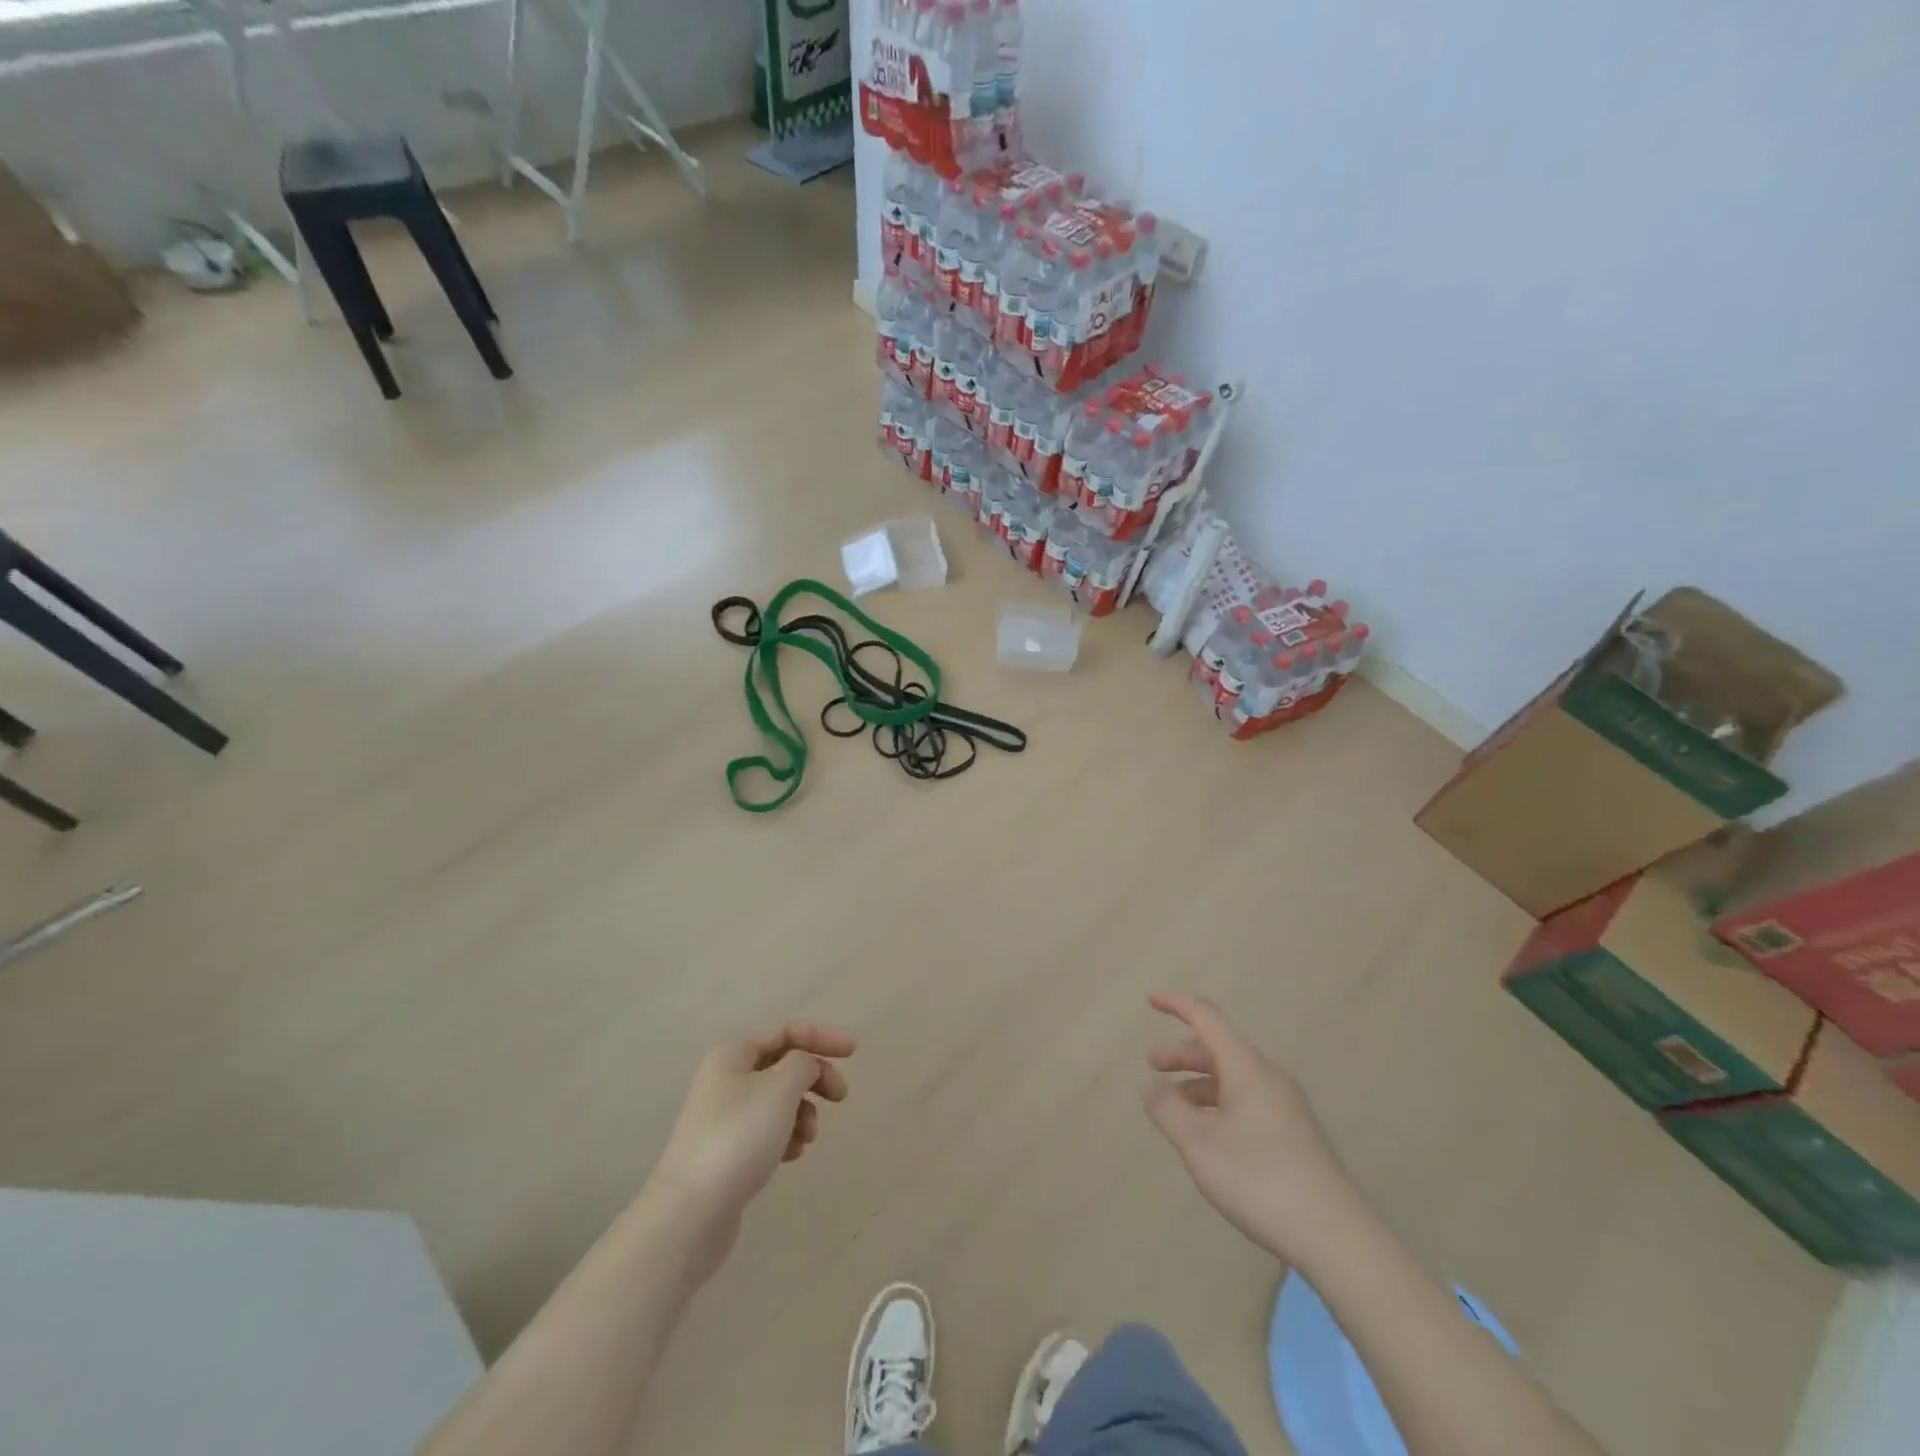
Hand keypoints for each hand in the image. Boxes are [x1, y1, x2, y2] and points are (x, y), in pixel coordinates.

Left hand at [649, 1021, 855, 1232]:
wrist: (689, 1214)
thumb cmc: (738, 1138)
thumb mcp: (780, 1088)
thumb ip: (803, 1064)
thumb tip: (806, 1066)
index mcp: (733, 1055)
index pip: (786, 1031)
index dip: (822, 1036)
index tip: (854, 1052)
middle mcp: (725, 1079)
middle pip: (783, 1065)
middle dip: (815, 1078)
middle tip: (840, 1098)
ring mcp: (724, 1117)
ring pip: (778, 1100)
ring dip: (802, 1111)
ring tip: (808, 1137)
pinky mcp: (727, 1152)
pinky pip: (767, 1130)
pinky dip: (786, 1136)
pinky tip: (791, 1155)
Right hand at [1143, 992, 1358, 1266]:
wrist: (1336, 1237)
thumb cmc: (1259, 1180)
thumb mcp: (1198, 1144)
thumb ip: (1168, 1110)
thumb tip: (1151, 1086)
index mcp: (1247, 1067)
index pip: (1207, 1018)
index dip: (1177, 1005)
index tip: (1151, 1000)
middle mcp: (1269, 1077)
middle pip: (1219, 1048)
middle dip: (1182, 1052)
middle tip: (1153, 1066)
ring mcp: (1286, 1105)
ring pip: (1233, 1077)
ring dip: (1199, 1082)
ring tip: (1174, 1109)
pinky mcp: (1295, 1133)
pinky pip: (1247, 1100)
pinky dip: (1219, 1103)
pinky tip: (1208, 1135)